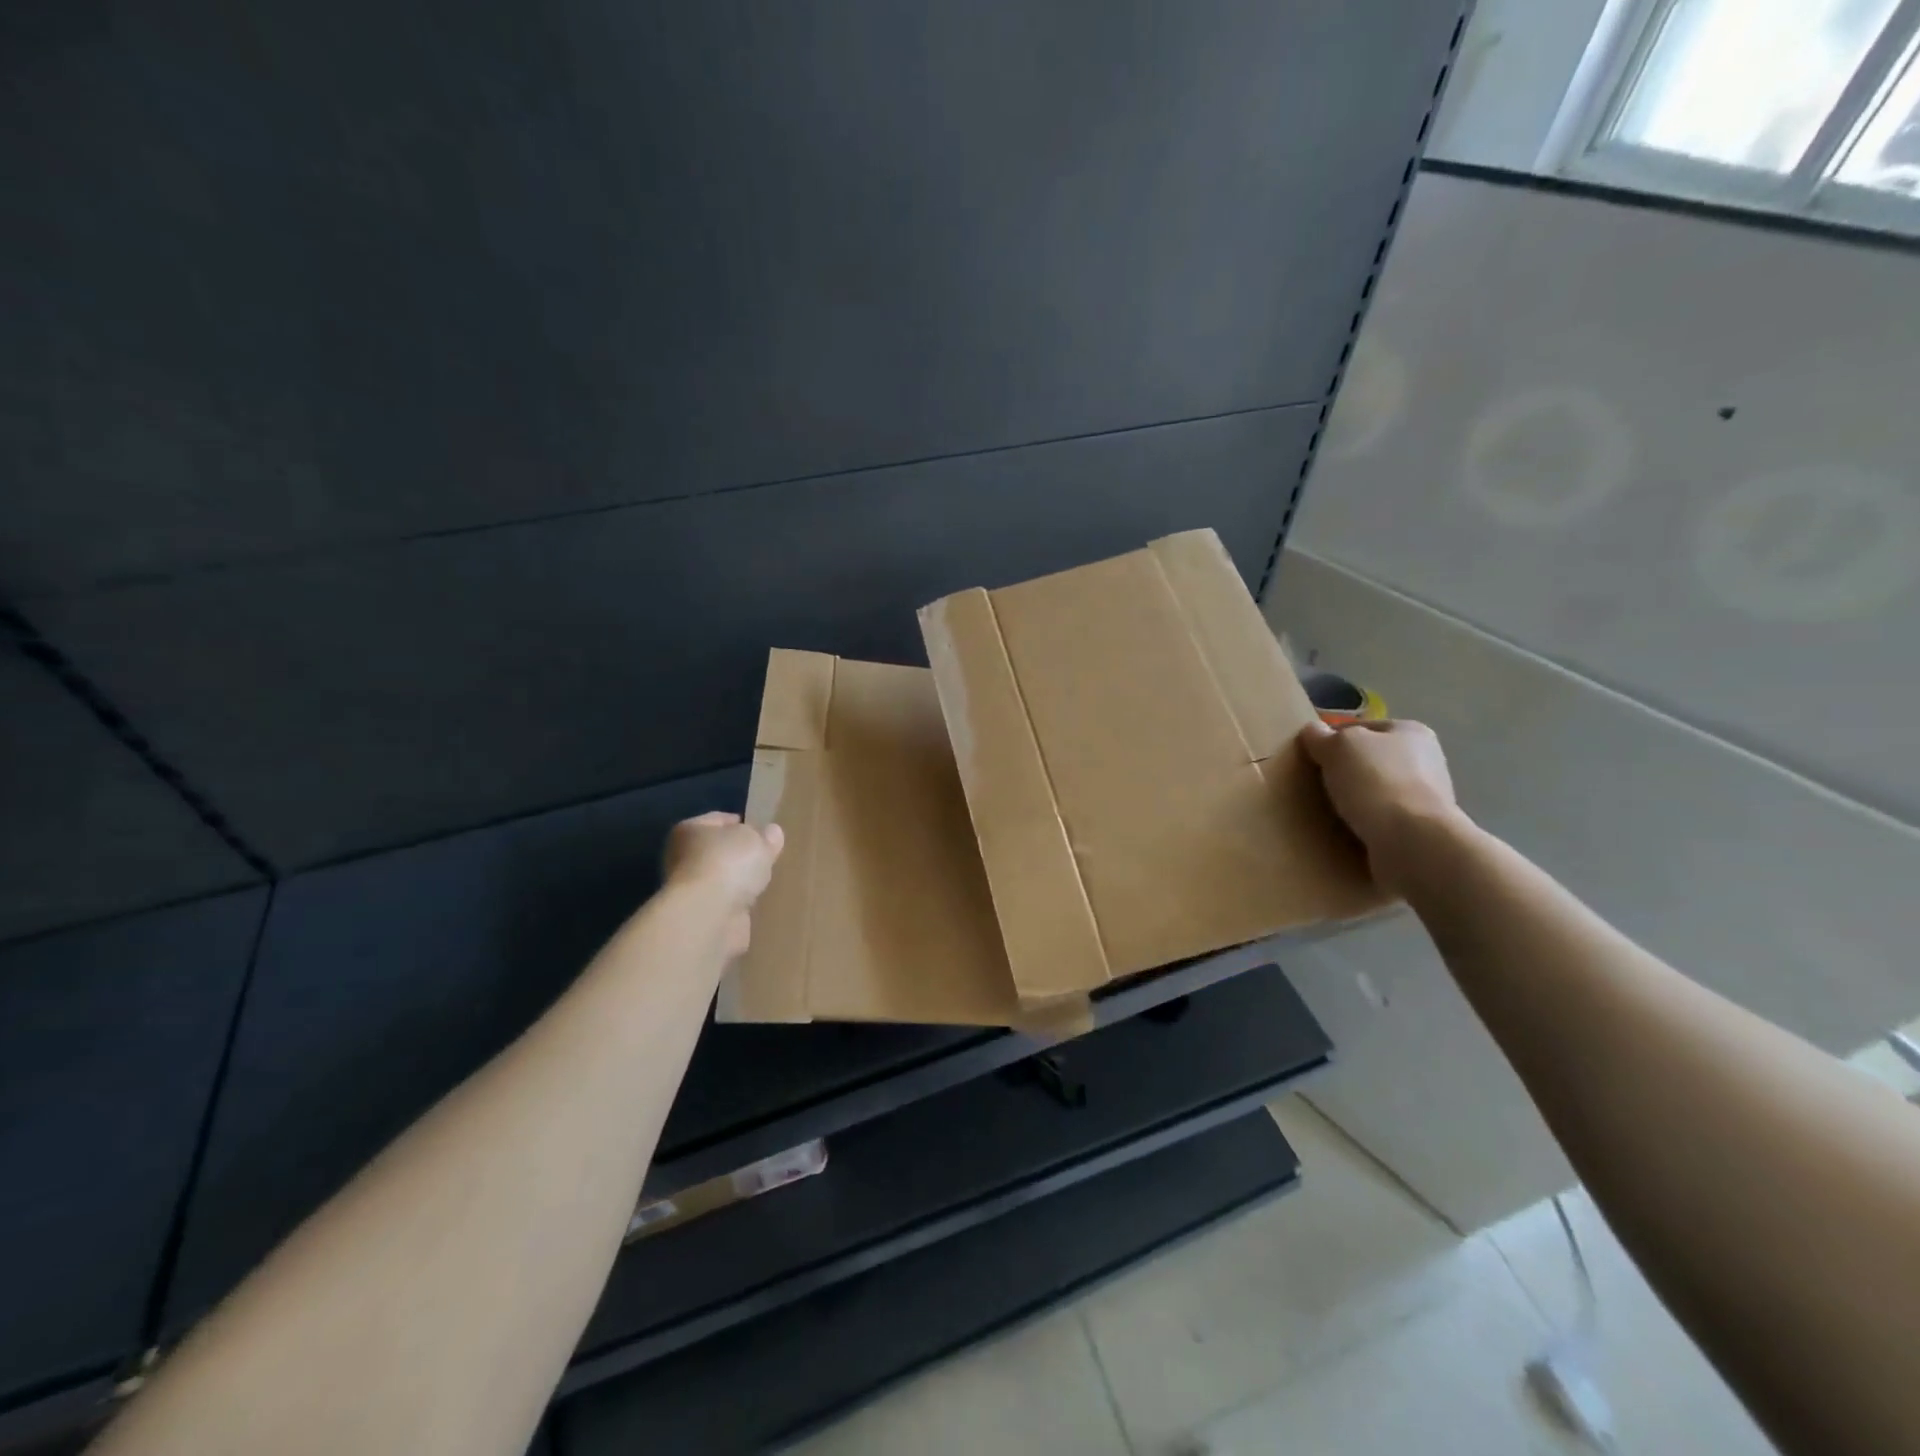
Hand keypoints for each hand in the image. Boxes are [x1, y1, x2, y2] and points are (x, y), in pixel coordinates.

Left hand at [663, 812, 784, 955]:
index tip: (763, 831)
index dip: (742, 823)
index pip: (719, 820)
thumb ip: (766, 836)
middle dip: (740, 855)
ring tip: (766, 881)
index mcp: (690, 830)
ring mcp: (690, 891)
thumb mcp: (757, 840)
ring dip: (738, 882)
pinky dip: (738, 905)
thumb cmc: (728, 864)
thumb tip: (772, 832)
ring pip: (721, 880)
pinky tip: (757, 904)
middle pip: (718, 852)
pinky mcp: (701, 918)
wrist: (708, 917)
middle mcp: (683, 858)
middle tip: (767, 857)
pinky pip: (726, 905)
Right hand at [1299, 718, 1462, 893]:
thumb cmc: (1376, 781)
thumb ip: (1321, 736)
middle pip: (1371, 760)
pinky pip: (1383, 819)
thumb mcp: (1338, 747)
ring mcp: (1427, 797)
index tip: (1312, 757)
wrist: (1412, 841)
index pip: (1362, 728)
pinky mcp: (1421, 829)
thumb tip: (1312, 731)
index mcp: (1412, 731)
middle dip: (1346, 771)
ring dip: (1356, 799)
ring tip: (1329, 811)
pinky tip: (1349, 830)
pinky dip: (1366, 823)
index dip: (1333, 738)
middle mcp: (1426, 760)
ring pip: (1377, 790)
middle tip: (1317, 784)